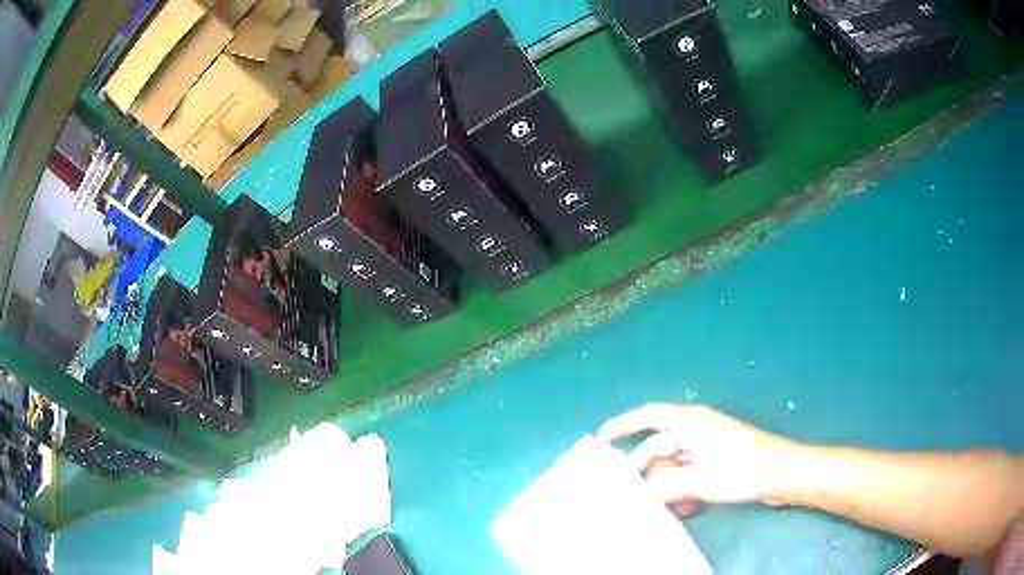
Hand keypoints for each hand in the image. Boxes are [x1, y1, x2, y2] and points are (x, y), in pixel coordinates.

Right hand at [598, 404, 798, 506]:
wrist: (782, 475)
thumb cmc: (741, 469)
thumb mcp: (698, 480)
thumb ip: (664, 488)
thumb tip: (641, 495)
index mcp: (692, 422)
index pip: (651, 416)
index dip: (625, 424)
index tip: (603, 438)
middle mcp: (698, 431)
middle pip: (660, 448)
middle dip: (647, 473)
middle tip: (630, 496)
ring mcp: (709, 448)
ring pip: (675, 467)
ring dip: (668, 488)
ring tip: (664, 509)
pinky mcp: (718, 464)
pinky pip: (690, 476)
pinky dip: (684, 491)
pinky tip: (687, 509)